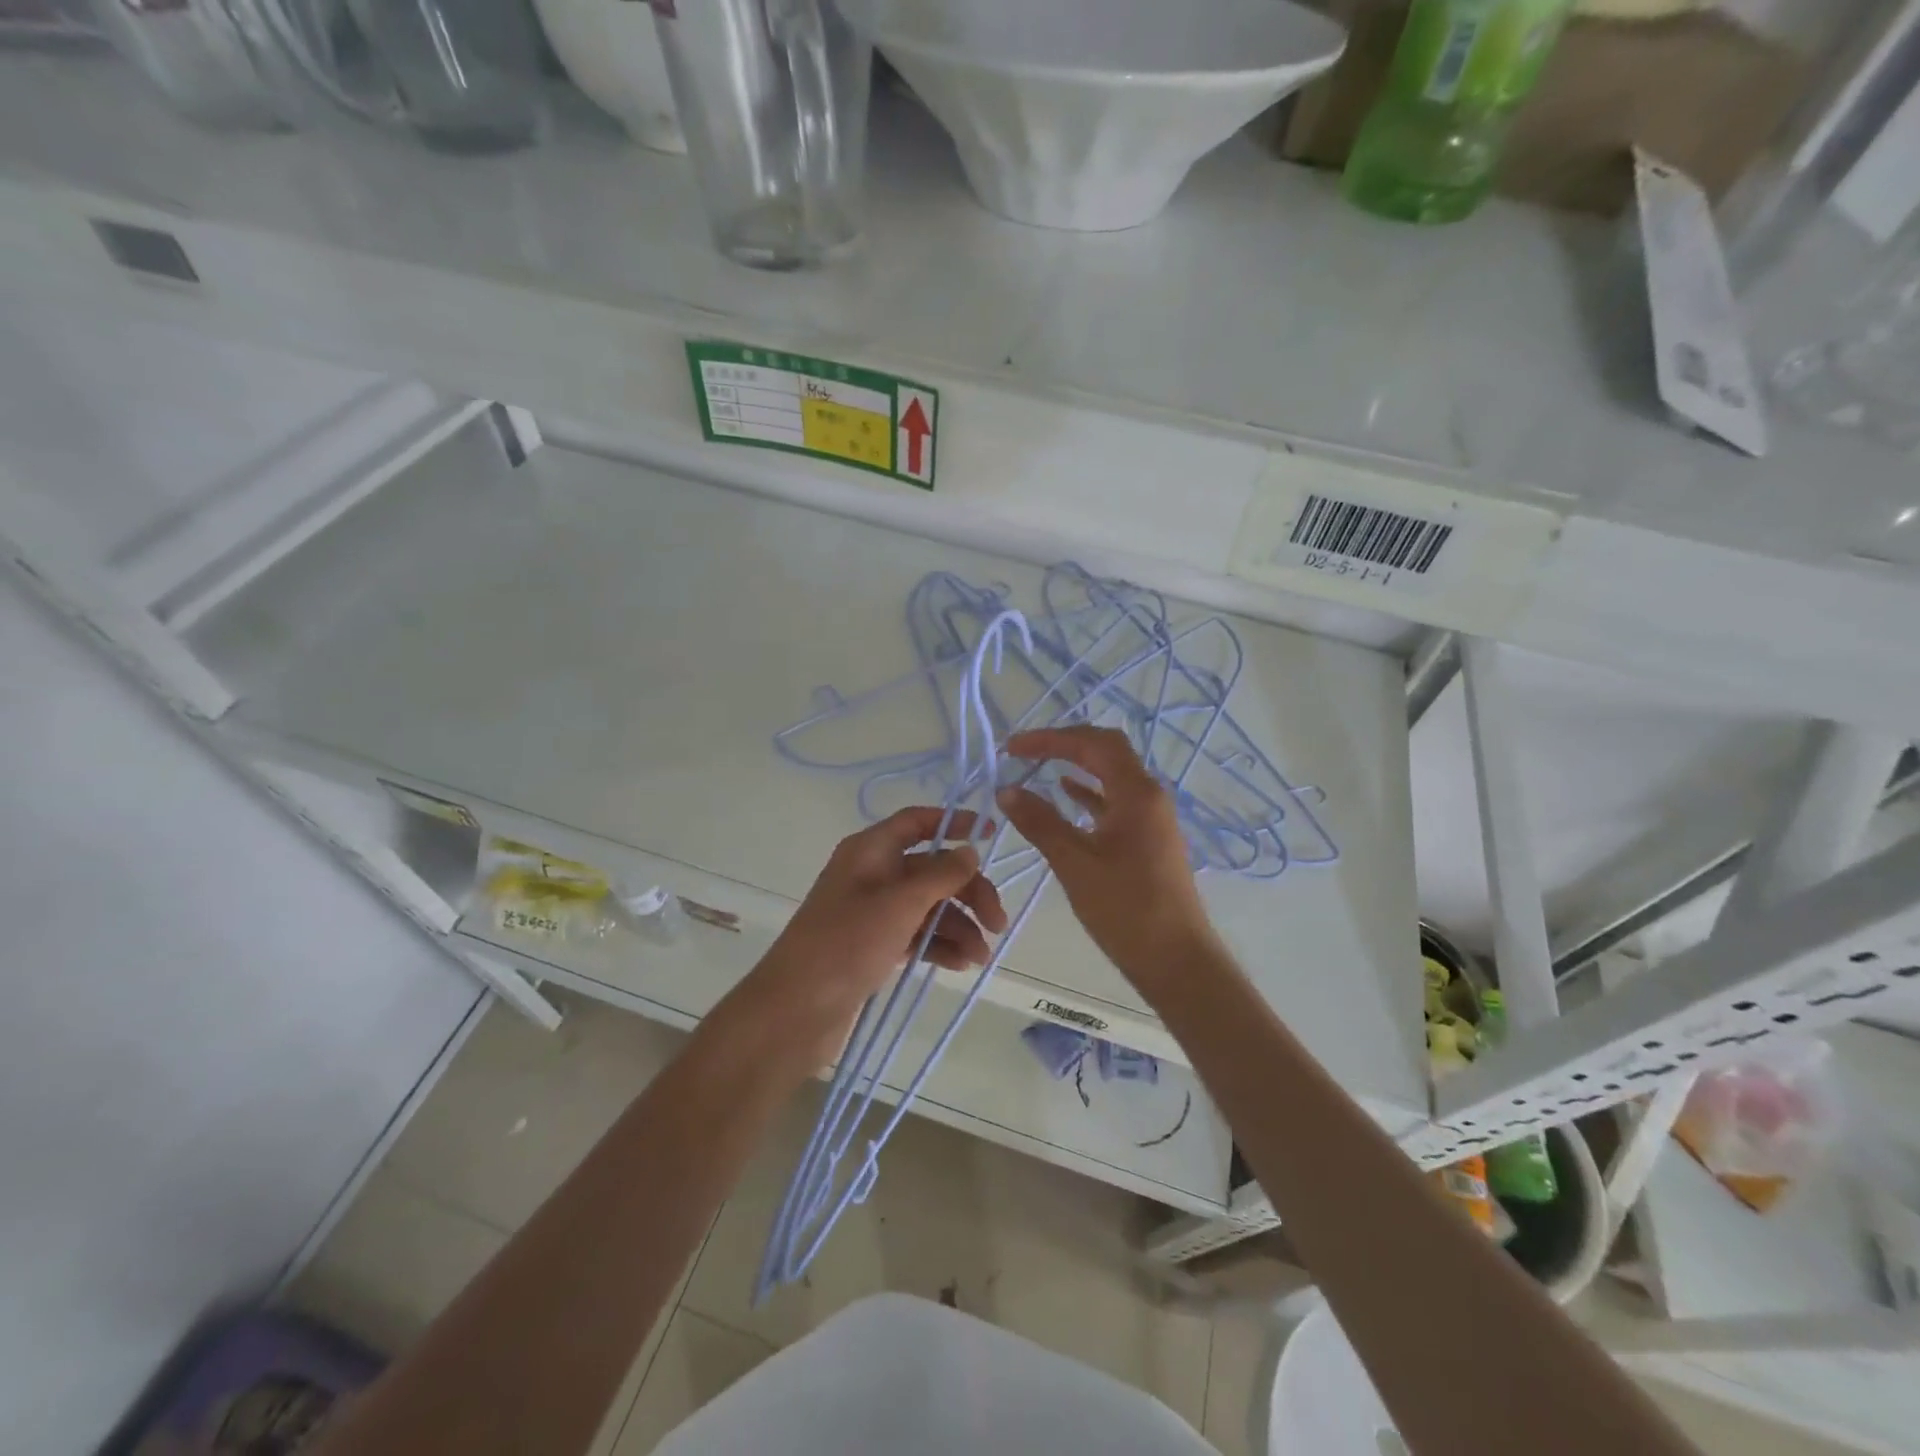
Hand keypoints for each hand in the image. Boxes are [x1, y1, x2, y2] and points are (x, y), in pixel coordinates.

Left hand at [745, 808, 1007, 1068]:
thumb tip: (970, 850)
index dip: (953, 823)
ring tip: (980, 956)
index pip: (917, 822)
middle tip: (998, 922)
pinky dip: (939, 945)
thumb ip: (940, 875)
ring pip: (927, 906)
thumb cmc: (847, 943)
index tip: (991, 834)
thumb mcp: (900, 904)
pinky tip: (960, 965)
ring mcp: (872, 912)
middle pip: (931, 869)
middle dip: (967, 891)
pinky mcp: (873, 945)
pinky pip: (916, 934)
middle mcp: (872, 874)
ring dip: (958, 926)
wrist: (795, 1010)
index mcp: (870, 850)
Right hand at [996, 726, 1219, 993]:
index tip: (1013, 749)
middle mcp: (1148, 795)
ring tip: (1035, 769)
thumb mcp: (1075, 863)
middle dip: (1064, 745)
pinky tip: (1063, 796)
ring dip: (1075, 767)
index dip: (1051, 738)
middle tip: (1024, 752)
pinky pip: (1113, 802)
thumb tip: (1006, 791)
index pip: (1094, 743)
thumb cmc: (1126, 909)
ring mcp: (1150, 817)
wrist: (1176, 960)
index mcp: (1137, 792)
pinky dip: (1086, 794)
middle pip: (1105, 751)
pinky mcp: (1146, 839)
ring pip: (1110, 776)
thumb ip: (1040, 822)